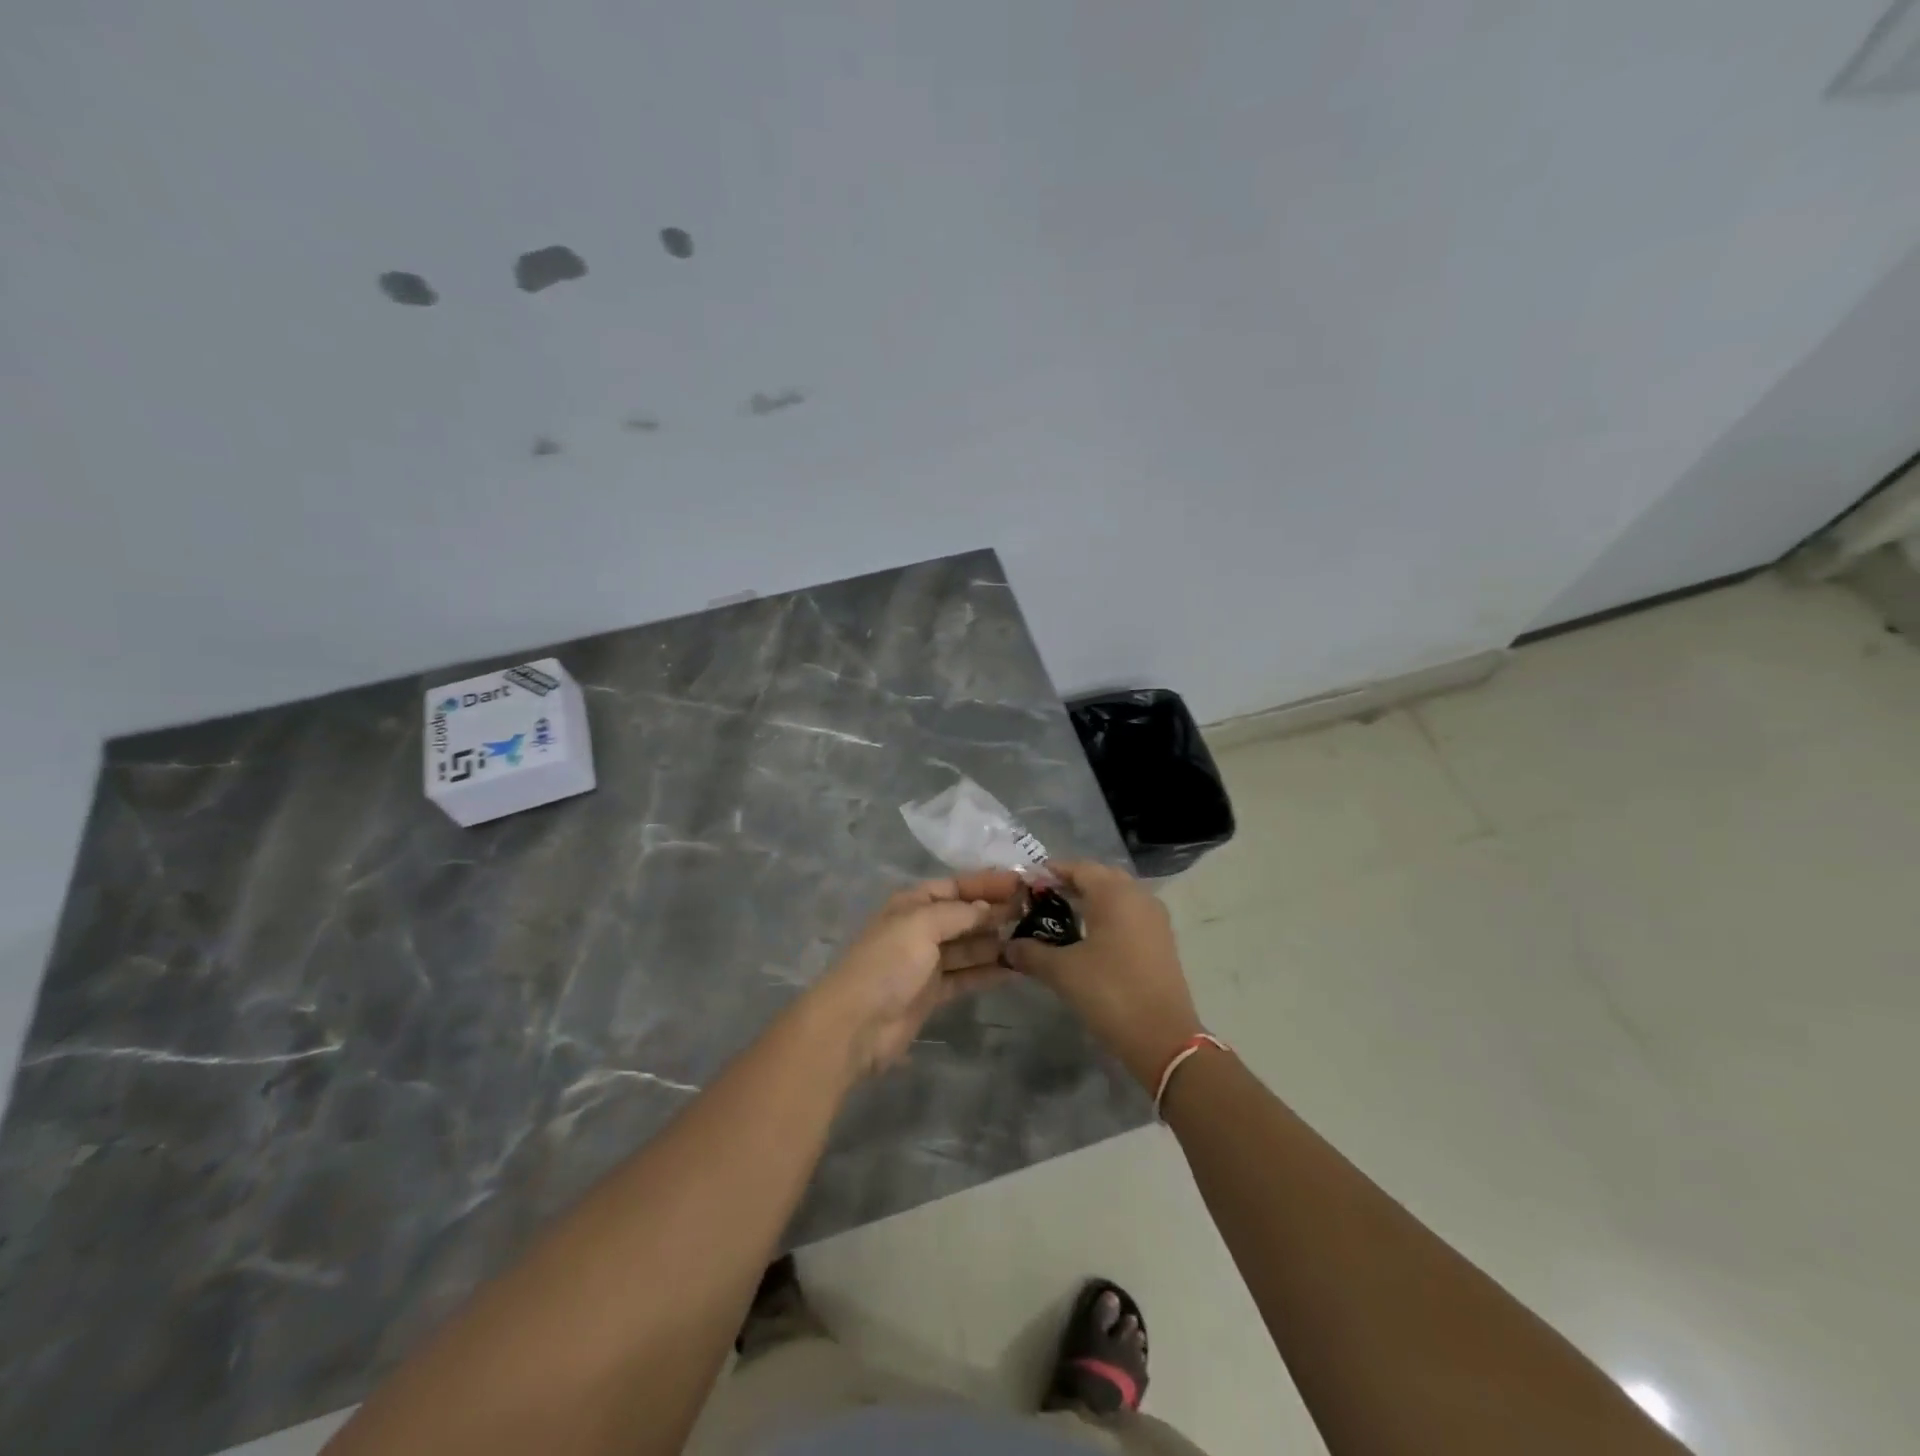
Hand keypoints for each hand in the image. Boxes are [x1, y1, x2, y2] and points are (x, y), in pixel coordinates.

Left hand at [810, 870, 1024, 1075]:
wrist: (855, 1025)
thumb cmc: (887, 963)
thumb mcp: (921, 925)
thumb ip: (959, 913)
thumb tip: (991, 908)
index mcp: (912, 903)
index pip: (956, 886)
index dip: (988, 883)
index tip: (1023, 885)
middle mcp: (921, 928)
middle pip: (965, 915)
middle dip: (996, 911)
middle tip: (1036, 912)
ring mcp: (927, 962)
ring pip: (969, 946)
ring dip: (997, 942)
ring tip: (1034, 938)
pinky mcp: (933, 993)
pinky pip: (967, 975)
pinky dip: (989, 971)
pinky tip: (1016, 968)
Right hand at [1003, 861, 1203, 1089]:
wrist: (1164, 1039)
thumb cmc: (1110, 993)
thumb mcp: (1062, 972)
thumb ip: (1031, 952)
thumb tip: (1008, 946)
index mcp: (1115, 894)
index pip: (1078, 868)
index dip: (1050, 873)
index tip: (1025, 885)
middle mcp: (1138, 896)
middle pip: (1099, 877)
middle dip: (1070, 884)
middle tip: (1040, 899)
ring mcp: (1154, 918)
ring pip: (1117, 895)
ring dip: (1090, 900)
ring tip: (1060, 918)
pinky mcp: (1161, 940)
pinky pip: (1129, 914)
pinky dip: (1107, 916)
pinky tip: (1087, 938)